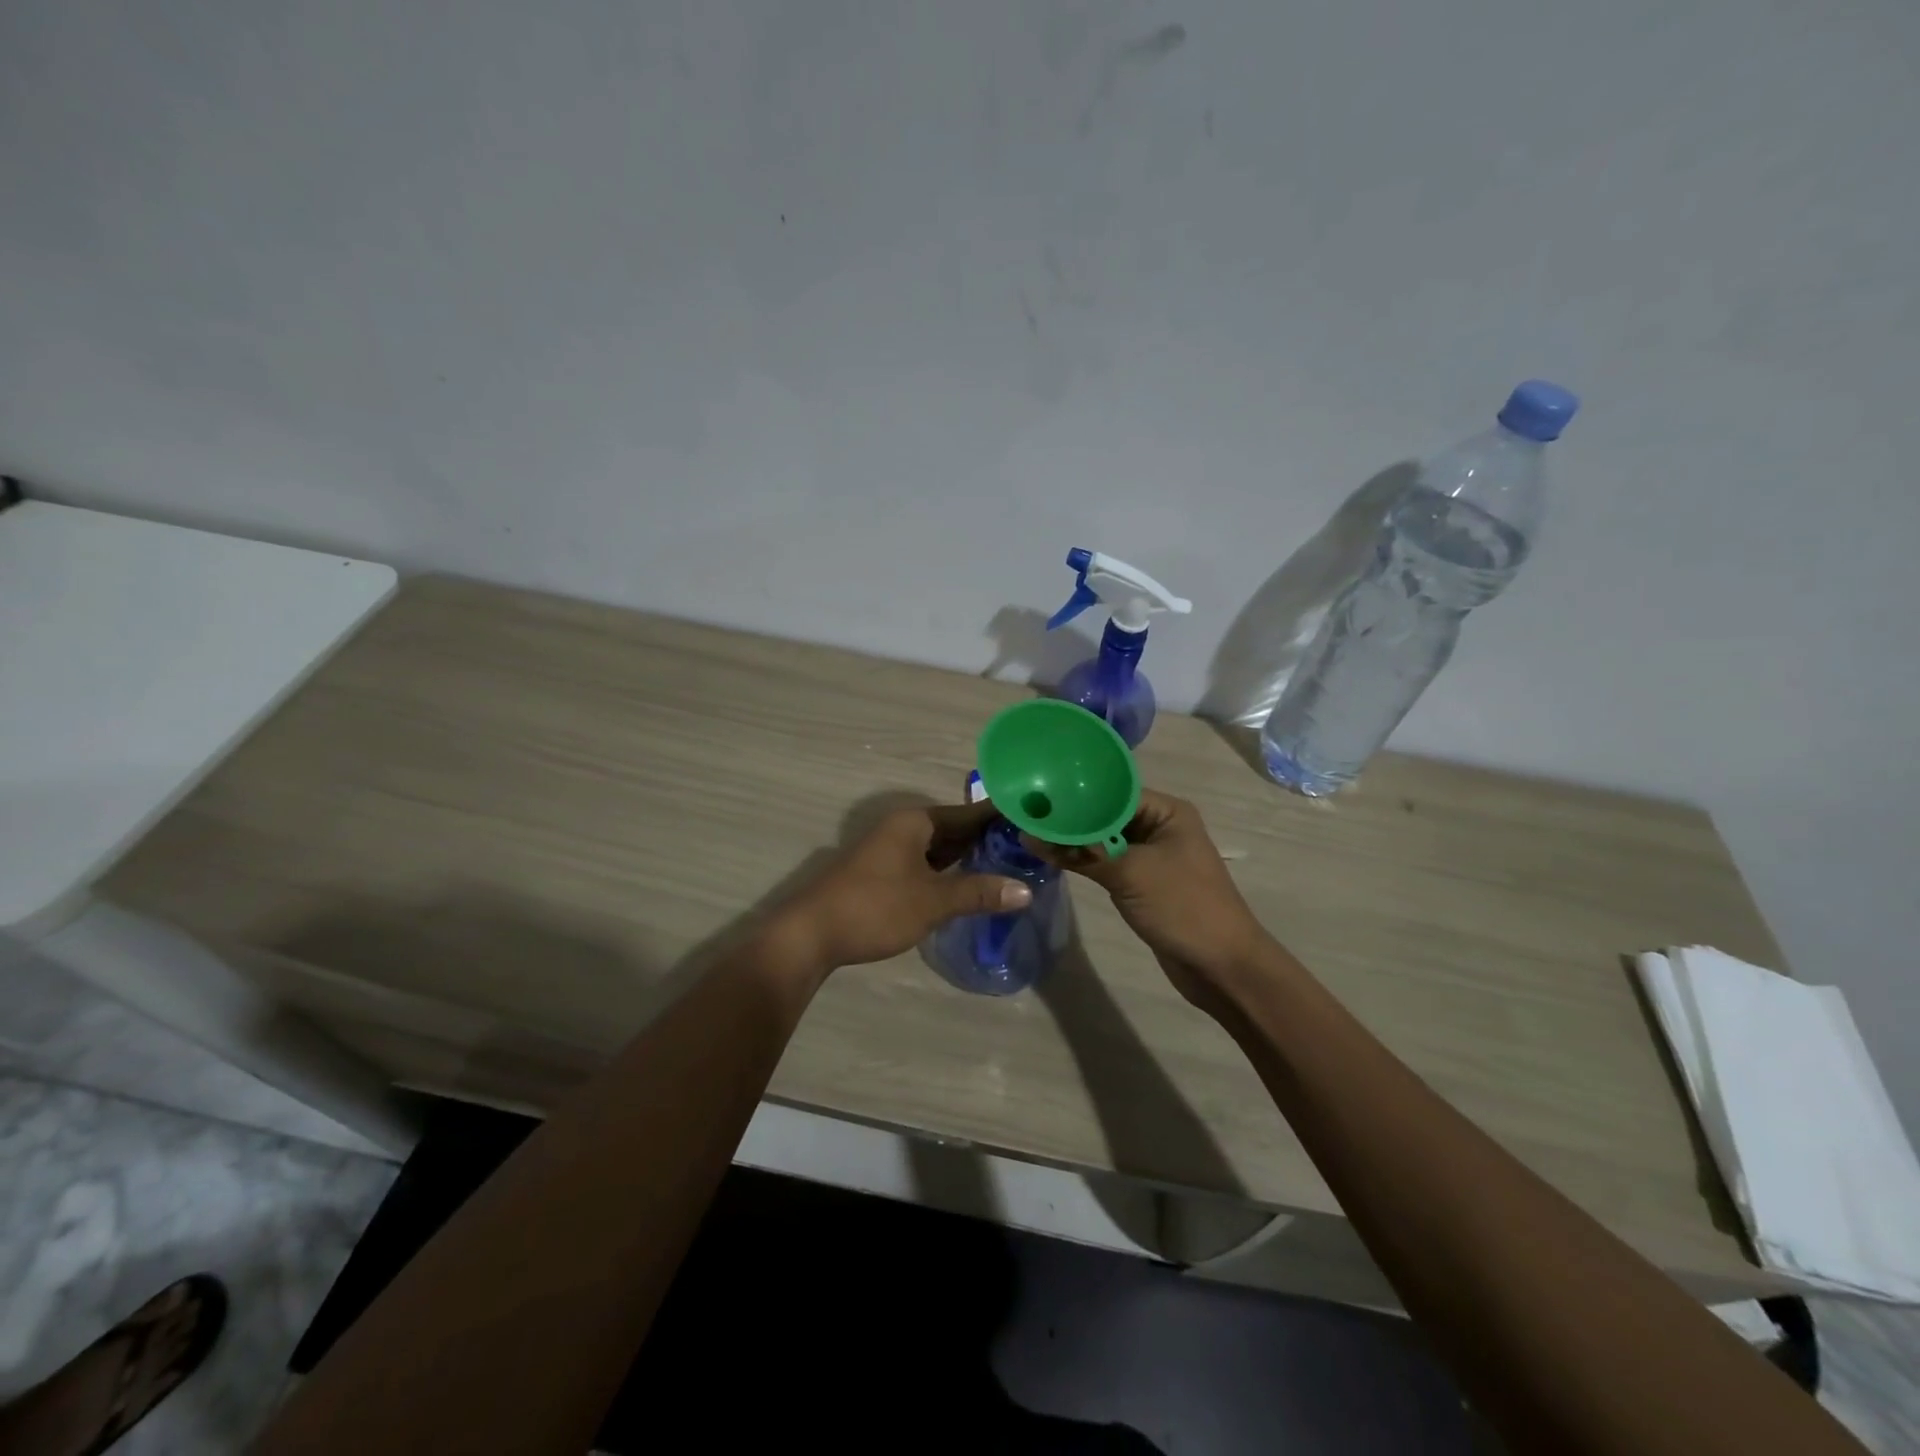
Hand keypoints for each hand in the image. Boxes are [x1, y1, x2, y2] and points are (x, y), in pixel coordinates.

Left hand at [779, 800, 1032, 972]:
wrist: (810, 934)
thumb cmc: (875, 907)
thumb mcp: (933, 901)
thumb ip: (978, 892)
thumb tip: (1026, 890)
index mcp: (915, 822)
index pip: (968, 813)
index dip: (1000, 816)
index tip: (1034, 817)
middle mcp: (902, 828)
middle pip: (954, 828)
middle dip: (987, 838)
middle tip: (1029, 847)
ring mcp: (890, 850)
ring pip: (938, 847)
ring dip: (967, 856)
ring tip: (1007, 864)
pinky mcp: (882, 873)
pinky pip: (925, 863)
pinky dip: (948, 870)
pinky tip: (968, 884)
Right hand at [1024, 790, 1268, 1009]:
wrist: (1222, 967)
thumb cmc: (1183, 907)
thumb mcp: (1130, 873)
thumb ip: (1081, 852)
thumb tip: (1030, 835)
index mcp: (1167, 812)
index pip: (1113, 790)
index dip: (1076, 793)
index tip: (1037, 794)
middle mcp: (1159, 827)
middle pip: (1107, 814)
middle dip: (1071, 817)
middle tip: (1025, 814)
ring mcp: (1151, 856)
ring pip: (1104, 840)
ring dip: (1074, 841)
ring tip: (1029, 833)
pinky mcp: (1142, 882)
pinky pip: (1107, 863)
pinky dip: (1084, 861)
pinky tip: (1050, 857)